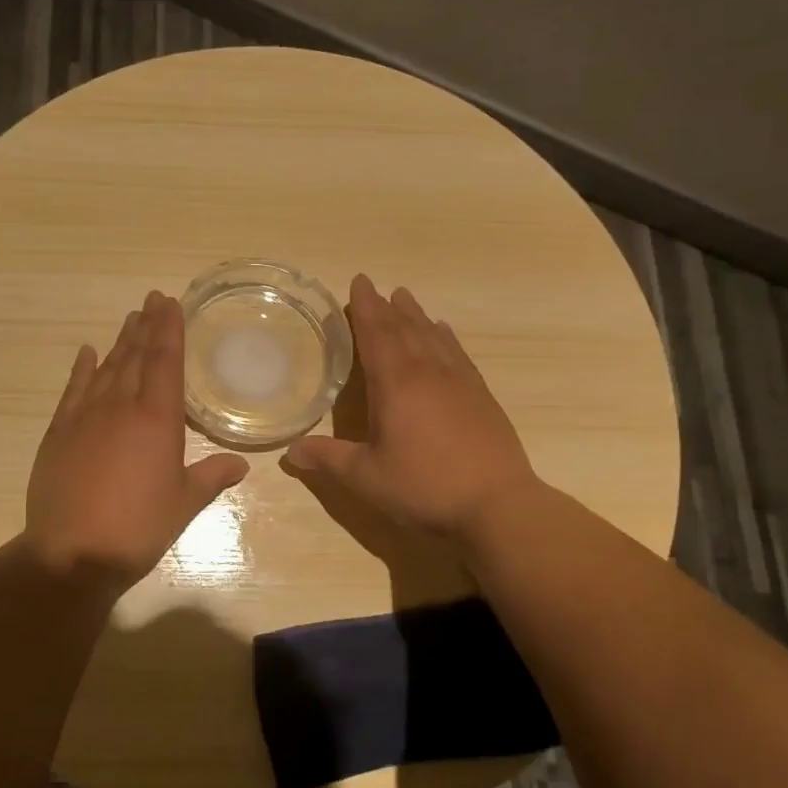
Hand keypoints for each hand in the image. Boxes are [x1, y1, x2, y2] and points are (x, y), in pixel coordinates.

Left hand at [24, 290, 249, 588]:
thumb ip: (211, 478)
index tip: (169, 302)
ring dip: (120, 342)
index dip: (169, 329)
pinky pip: (73, 389)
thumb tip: (240, 465)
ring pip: (107, 368)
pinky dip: (82, 368)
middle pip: (136, 356)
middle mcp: (121, 407)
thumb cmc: (138, 527)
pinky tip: (88, 352)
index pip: (165, 361)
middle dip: (146, 325)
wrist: (73, 552)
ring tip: (130, 319)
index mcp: (157, 420)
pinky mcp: (59, 432)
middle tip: (152, 300)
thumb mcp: (184, 504)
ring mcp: (85, 416)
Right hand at [284, 275, 541, 541]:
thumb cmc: (424, 487)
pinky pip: (458, 353)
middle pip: (404, 329)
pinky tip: (443, 332)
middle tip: (374, 287)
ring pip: (432, 336)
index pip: (376, 335)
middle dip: (386, 307)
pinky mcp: (480, 396)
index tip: (359, 282)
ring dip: (415, 315)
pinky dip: (445, 337)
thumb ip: (328, 460)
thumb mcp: (366, 477)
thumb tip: (290, 452)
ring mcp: (459, 382)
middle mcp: (427, 373)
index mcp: (396, 384)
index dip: (365, 309)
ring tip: (404, 297)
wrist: (497, 504)